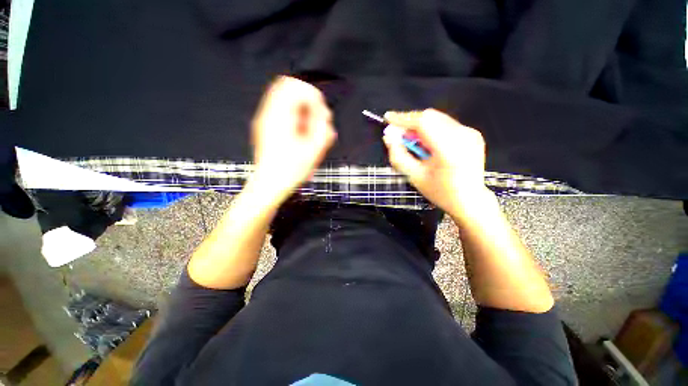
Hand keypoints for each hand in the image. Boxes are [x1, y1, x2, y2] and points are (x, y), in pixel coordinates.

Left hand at [250, 76, 336, 200]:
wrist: (269, 185)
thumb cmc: (290, 171)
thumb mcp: (313, 151)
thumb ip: (322, 128)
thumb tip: (324, 115)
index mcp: (280, 117)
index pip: (297, 87)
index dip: (314, 97)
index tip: (320, 115)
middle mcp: (269, 113)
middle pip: (288, 86)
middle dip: (307, 101)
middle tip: (314, 120)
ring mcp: (265, 119)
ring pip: (284, 97)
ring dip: (301, 109)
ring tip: (307, 129)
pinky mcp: (266, 126)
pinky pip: (281, 110)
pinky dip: (294, 116)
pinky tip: (299, 133)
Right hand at [383, 109, 492, 217]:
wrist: (470, 200)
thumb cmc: (439, 192)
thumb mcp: (414, 177)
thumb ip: (399, 156)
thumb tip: (388, 137)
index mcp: (449, 150)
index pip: (424, 123)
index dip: (403, 118)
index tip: (388, 118)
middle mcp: (463, 136)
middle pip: (430, 117)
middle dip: (410, 122)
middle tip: (399, 134)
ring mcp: (471, 133)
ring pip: (438, 118)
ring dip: (420, 126)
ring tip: (412, 141)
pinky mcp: (473, 133)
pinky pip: (446, 124)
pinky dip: (432, 129)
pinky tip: (427, 143)